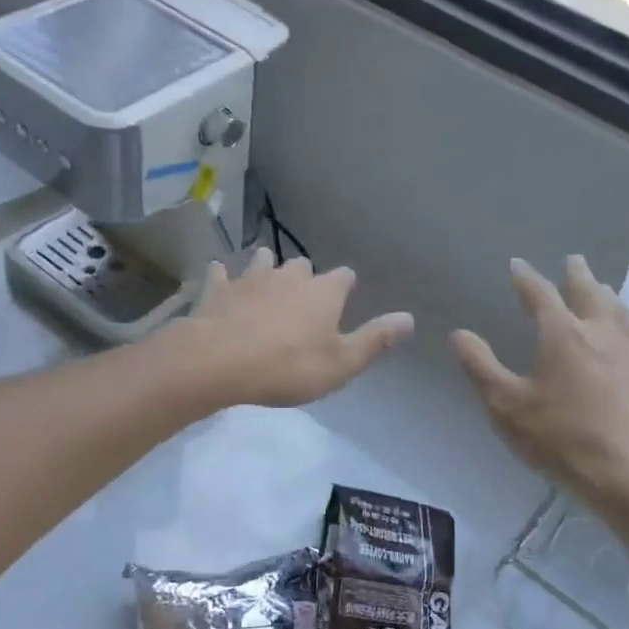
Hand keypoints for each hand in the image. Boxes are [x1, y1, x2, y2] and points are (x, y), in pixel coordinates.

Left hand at [171, 247, 413, 407]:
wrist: (220, 361)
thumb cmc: (288, 367)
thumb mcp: (341, 363)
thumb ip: (376, 340)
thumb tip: (410, 318)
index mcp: (323, 292)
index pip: (344, 277)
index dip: (345, 286)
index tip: (345, 295)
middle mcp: (289, 276)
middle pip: (302, 265)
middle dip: (305, 276)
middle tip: (303, 296)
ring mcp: (250, 279)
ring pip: (262, 261)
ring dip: (267, 268)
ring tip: (266, 280)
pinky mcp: (218, 289)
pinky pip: (221, 274)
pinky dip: (223, 277)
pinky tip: (220, 279)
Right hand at [451, 256, 628, 516]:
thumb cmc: (561, 438)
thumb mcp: (506, 406)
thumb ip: (481, 367)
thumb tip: (459, 334)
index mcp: (562, 334)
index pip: (540, 295)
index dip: (526, 278)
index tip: (517, 264)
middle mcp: (600, 331)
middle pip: (588, 292)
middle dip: (576, 275)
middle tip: (572, 260)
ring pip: (618, 308)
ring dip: (604, 293)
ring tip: (601, 287)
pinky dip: (626, 317)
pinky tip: (628, 329)